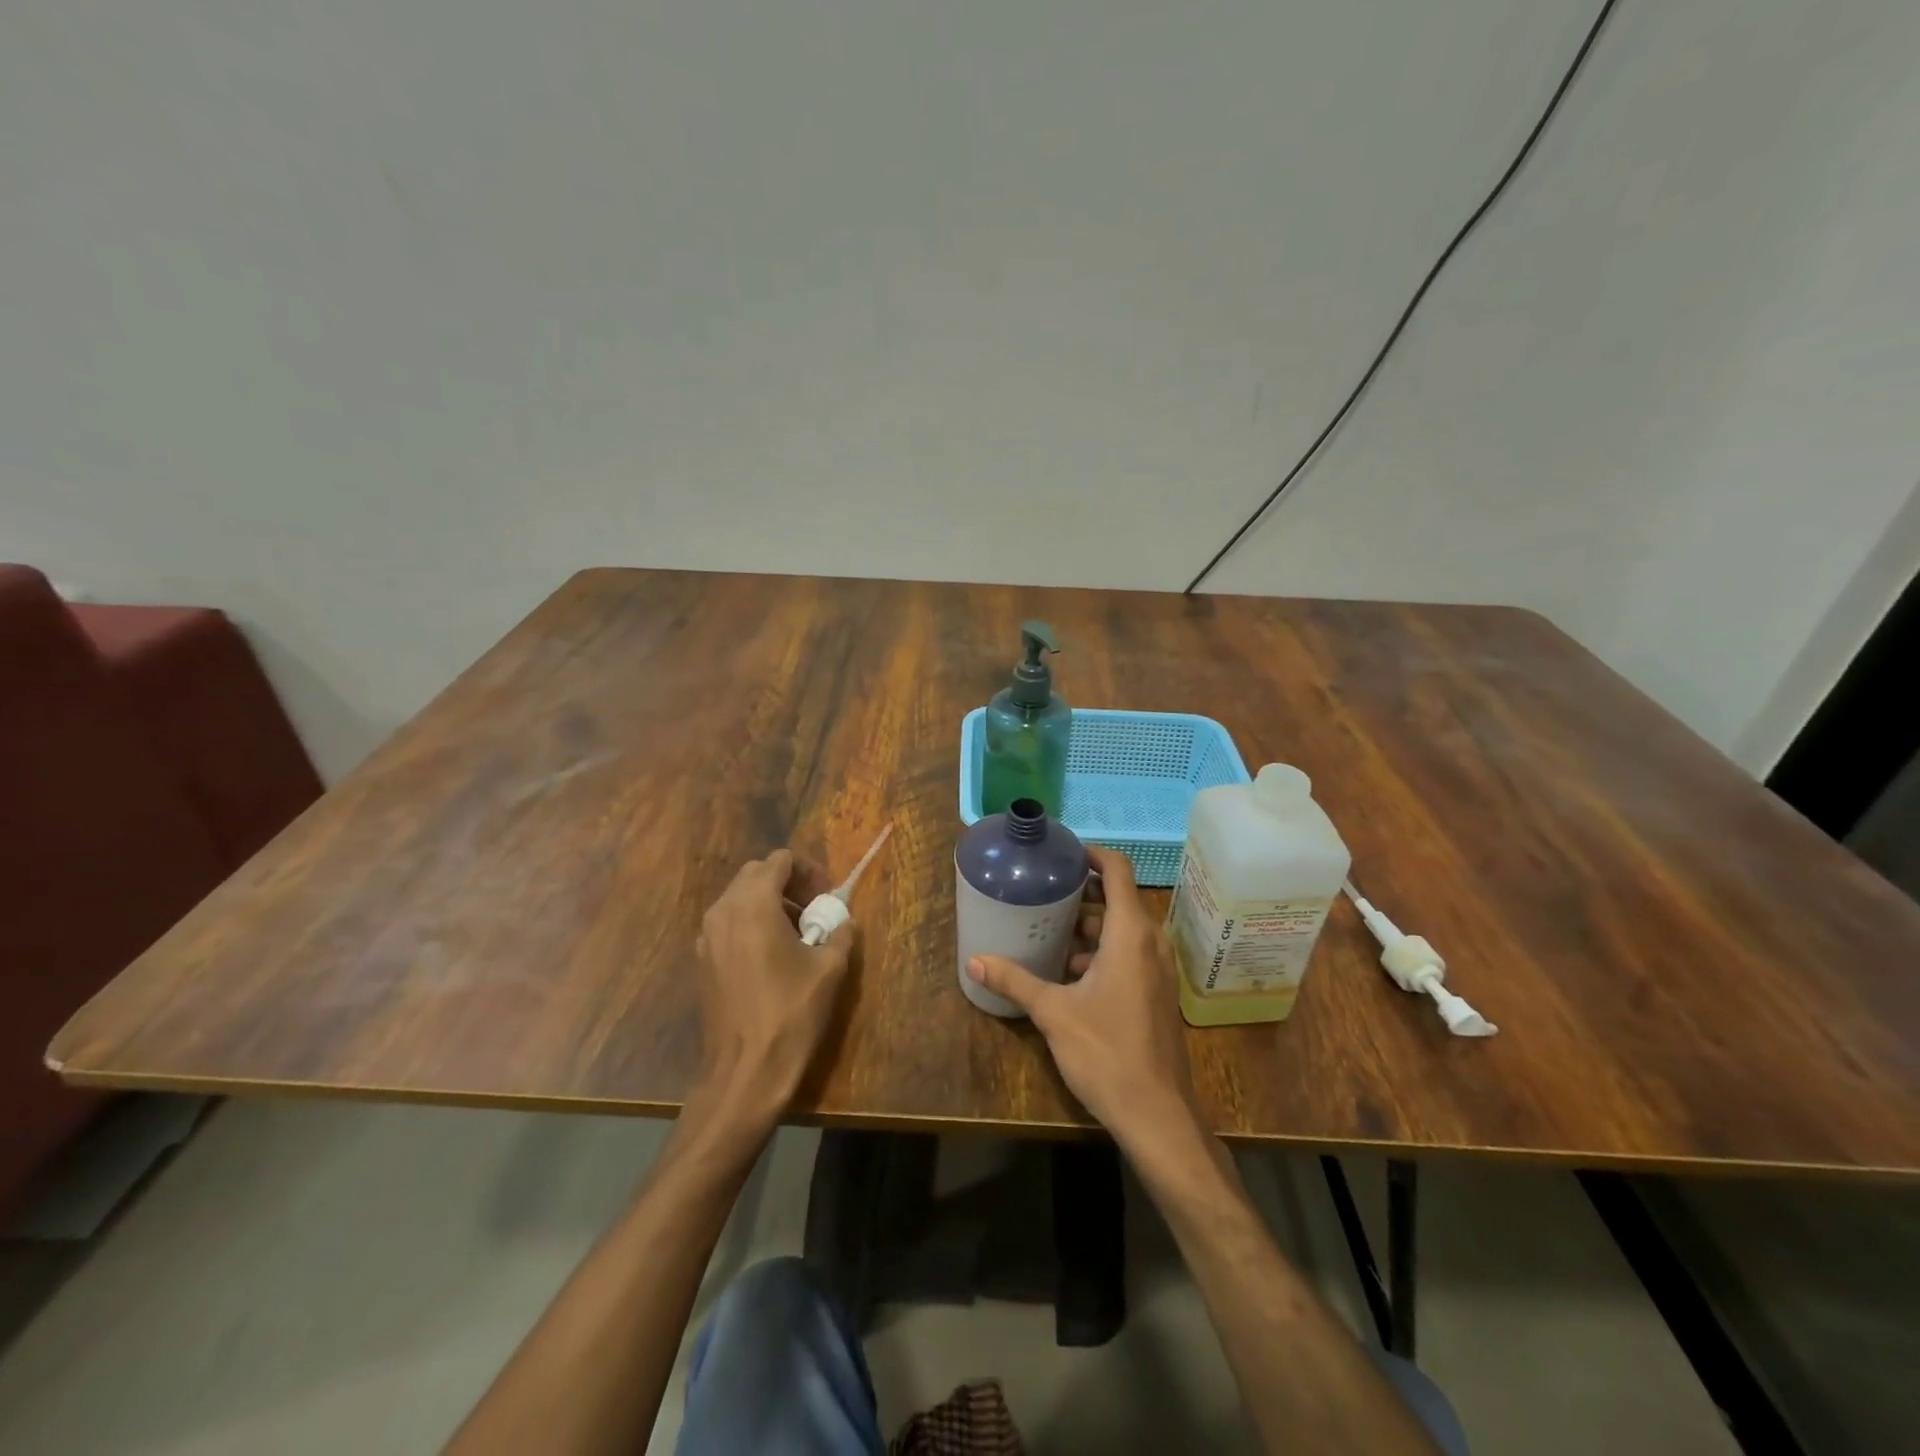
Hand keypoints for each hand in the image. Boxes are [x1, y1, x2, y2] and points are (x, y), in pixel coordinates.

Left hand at [694, 850, 855, 1121]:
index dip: (809, 870)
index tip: (828, 897)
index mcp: (752, 903)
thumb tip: (843, 921)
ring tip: (799, 932)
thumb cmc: (790, 1013)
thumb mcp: (829, 968)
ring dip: (771, 902)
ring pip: (740, 898)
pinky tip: (774, 955)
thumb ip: (840, 932)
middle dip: (789, 882)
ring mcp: (706, 936)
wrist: (744, 1072)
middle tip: (816, 908)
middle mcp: (723, 910)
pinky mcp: (702, 961)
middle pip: (757, 873)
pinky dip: (753, 923)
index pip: (781, 860)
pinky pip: (729, 923)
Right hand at [967, 846, 1201, 1153]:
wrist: (1157, 1114)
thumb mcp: (1053, 1013)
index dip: (1091, 854)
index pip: (1117, 870)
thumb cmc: (1106, 1052)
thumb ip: (1014, 981)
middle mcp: (1150, 942)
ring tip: (1047, 933)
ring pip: (1123, 929)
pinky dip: (1102, 951)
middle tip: (1042, 893)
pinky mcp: (1157, 992)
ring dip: (1089, 926)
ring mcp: (1158, 969)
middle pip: (1118, 898)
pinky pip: (1129, 953)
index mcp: (1130, 934)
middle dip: (1081, 893)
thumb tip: (974, 960)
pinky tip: (1068, 973)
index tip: (1061, 854)